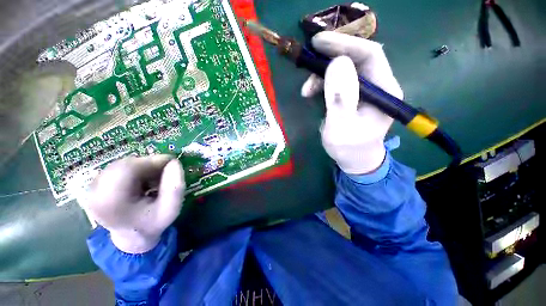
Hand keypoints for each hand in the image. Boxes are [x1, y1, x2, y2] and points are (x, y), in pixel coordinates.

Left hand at [84, 155, 184, 253]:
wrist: (132, 237)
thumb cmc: (153, 223)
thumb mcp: (171, 208)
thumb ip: (176, 187)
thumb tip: (174, 162)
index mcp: (110, 201)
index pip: (127, 169)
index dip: (151, 161)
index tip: (172, 162)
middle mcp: (95, 192)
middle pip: (124, 164)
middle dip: (149, 164)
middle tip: (165, 171)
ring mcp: (93, 187)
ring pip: (122, 164)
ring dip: (143, 167)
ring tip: (155, 178)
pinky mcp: (96, 184)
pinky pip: (118, 167)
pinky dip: (136, 169)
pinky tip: (144, 180)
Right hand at [301, 31, 403, 173]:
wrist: (354, 160)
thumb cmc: (349, 148)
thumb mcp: (341, 127)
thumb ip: (340, 99)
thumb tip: (336, 64)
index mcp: (384, 90)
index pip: (369, 54)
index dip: (344, 44)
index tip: (319, 41)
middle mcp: (378, 85)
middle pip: (355, 58)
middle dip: (330, 57)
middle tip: (308, 58)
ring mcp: (364, 90)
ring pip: (343, 69)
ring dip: (321, 75)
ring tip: (307, 90)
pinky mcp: (352, 95)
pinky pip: (336, 81)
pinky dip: (321, 84)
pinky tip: (311, 93)